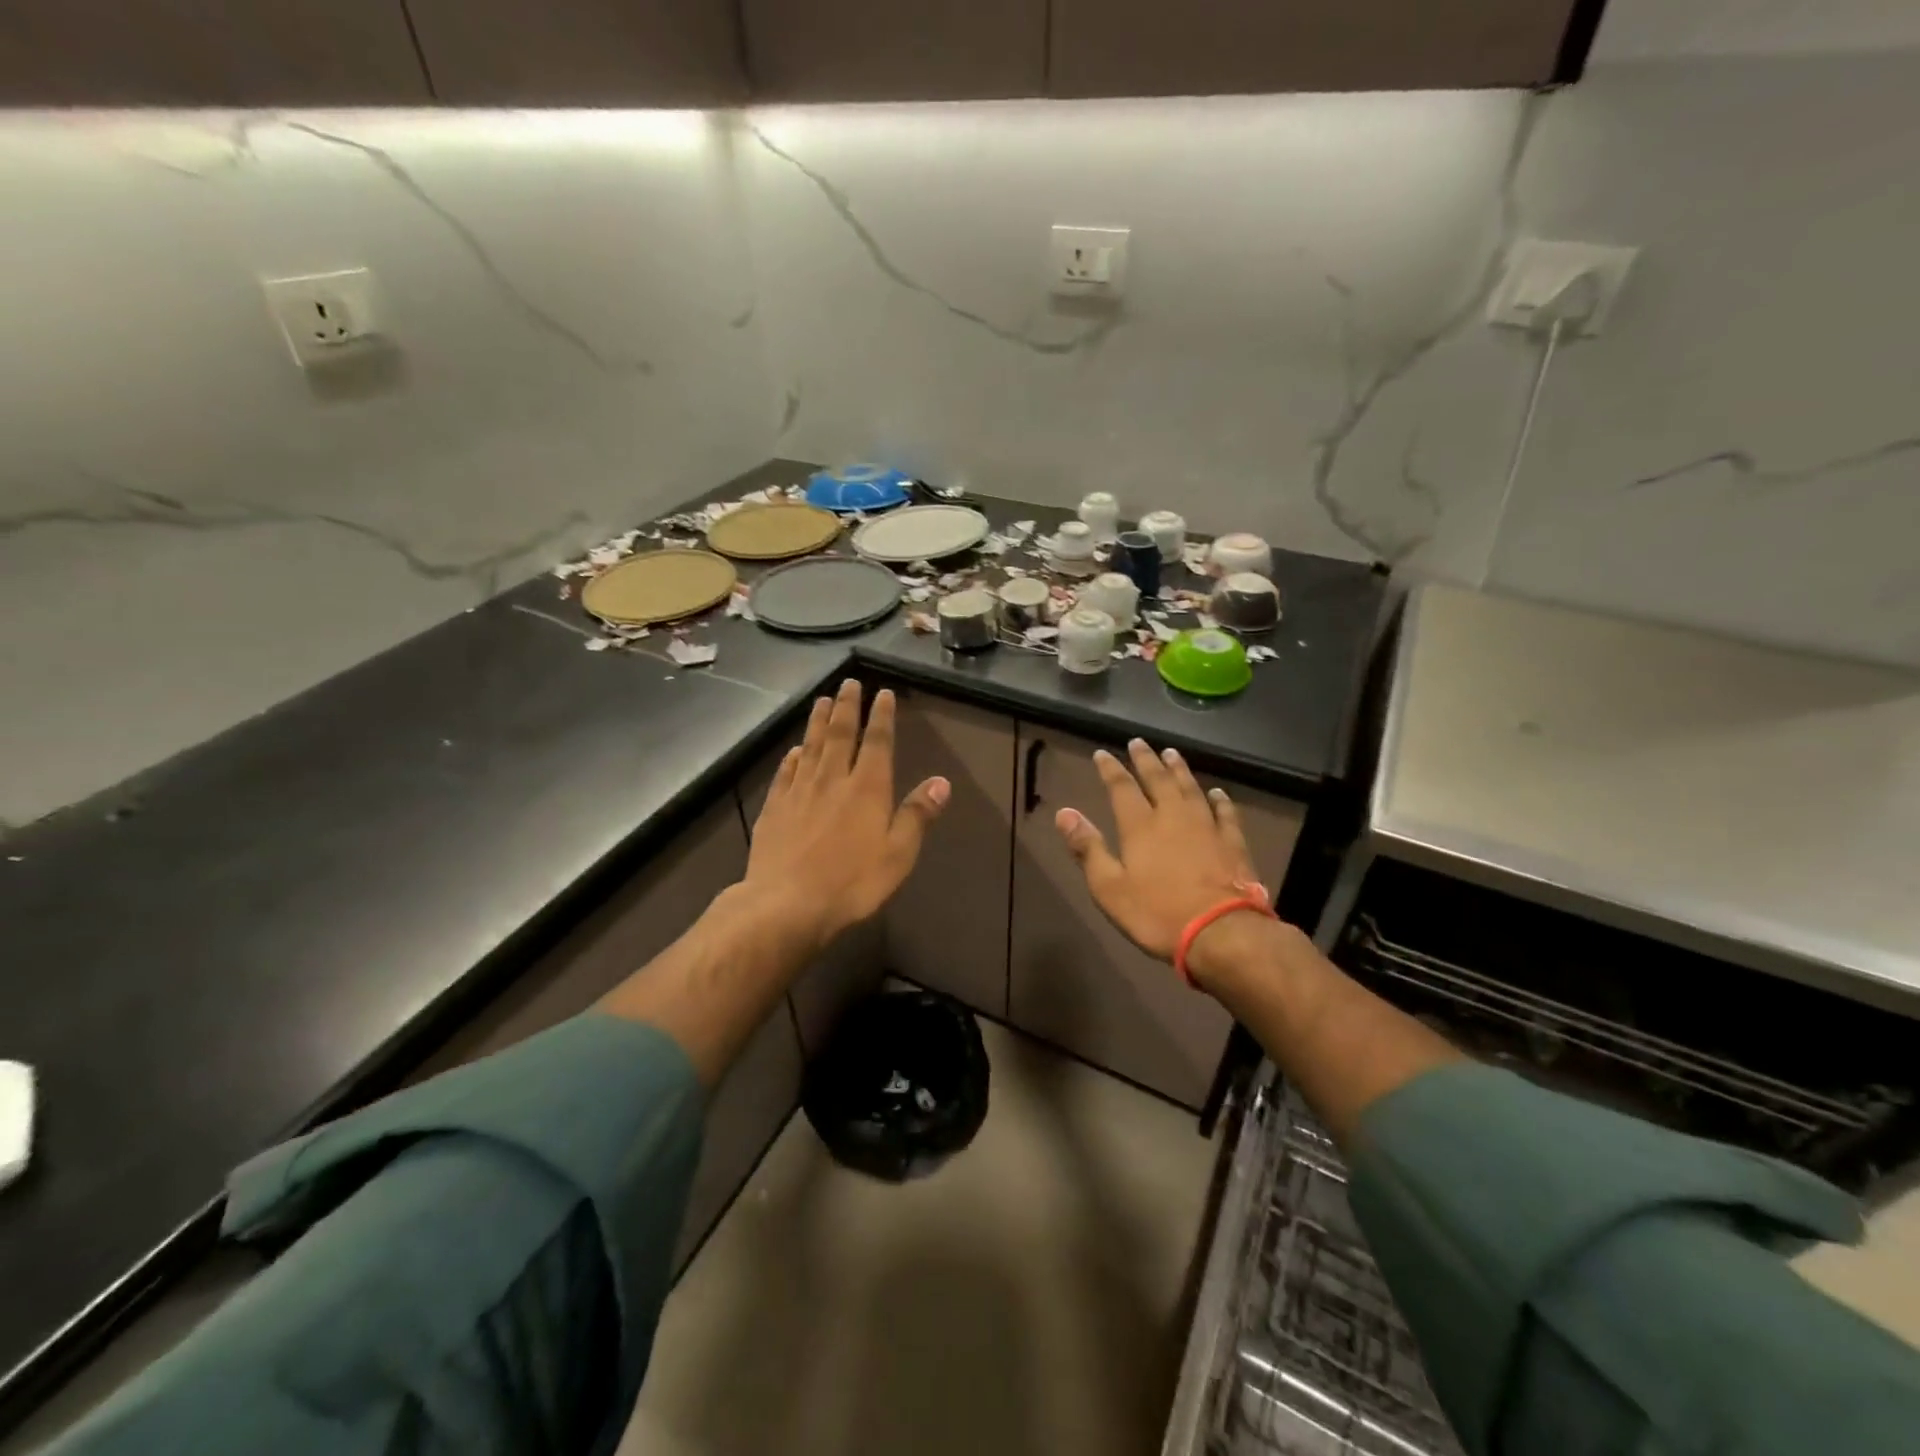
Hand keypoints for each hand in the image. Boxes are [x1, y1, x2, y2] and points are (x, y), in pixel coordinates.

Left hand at [743, 680, 948, 950]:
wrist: (786, 904)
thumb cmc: (851, 882)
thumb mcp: (898, 854)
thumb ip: (917, 815)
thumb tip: (942, 782)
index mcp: (867, 788)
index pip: (877, 742)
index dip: (881, 715)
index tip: (882, 693)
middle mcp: (833, 779)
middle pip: (840, 734)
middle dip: (847, 706)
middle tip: (849, 683)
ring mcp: (799, 791)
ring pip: (811, 746)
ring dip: (818, 721)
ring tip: (822, 700)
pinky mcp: (775, 808)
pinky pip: (785, 772)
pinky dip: (792, 757)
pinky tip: (793, 750)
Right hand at [1053, 739, 1266, 963]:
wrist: (1222, 932)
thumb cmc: (1157, 913)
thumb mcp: (1109, 887)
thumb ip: (1088, 848)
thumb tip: (1064, 812)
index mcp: (1140, 826)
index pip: (1121, 788)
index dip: (1110, 769)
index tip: (1102, 753)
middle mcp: (1173, 816)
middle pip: (1158, 779)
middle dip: (1146, 760)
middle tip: (1139, 742)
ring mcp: (1206, 826)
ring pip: (1190, 788)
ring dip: (1179, 770)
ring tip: (1172, 754)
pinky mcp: (1232, 842)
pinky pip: (1225, 812)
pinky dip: (1219, 799)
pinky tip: (1216, 792)